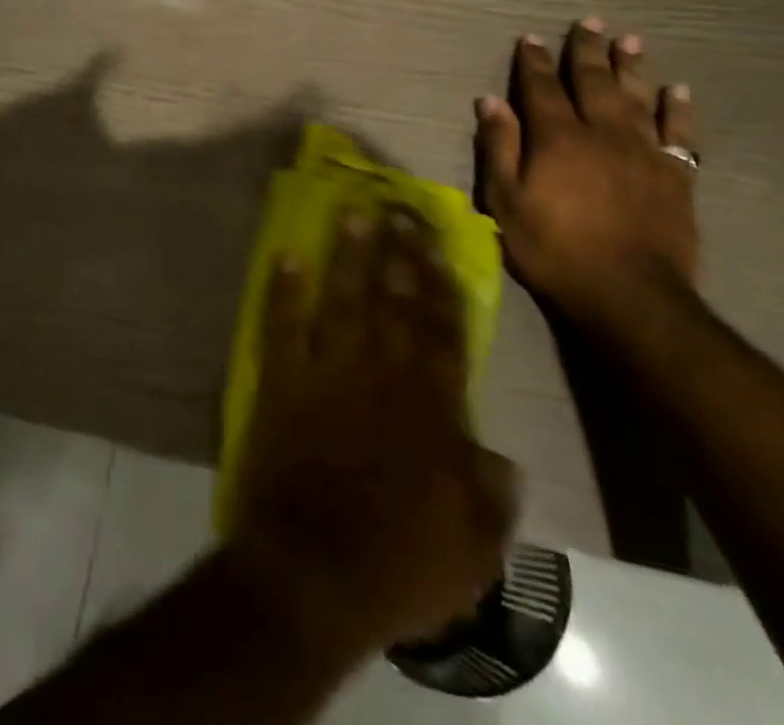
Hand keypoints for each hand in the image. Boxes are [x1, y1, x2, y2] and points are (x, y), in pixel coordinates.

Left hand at [227, 207, 518, 655]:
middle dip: (397, 252)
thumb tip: (502, 456)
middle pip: (393, 301)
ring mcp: (327, 373)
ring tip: (352, 213)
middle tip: (396, 207)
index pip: (441, 331)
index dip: (439, 282)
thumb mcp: (474, 548)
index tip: (436, 241)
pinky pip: (282, 326)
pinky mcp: (281, 382)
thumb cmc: (399, 565)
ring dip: (347, 256)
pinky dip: (283, 290)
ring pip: (342, 300)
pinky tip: (286, 256)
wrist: (311, 575)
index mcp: (430, 408)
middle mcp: (381, 375)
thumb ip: (491, 495)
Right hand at [474, 19, 699, 328]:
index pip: (541, 88)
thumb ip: (499, 147)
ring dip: (632, 67)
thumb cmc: (554, 248)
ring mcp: (644, 152)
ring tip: (630, 41)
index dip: (534, 62)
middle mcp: (602, 132)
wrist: (628, 294)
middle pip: (593, 81)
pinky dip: (678, 110)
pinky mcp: (676, 176)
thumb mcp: (505, 201)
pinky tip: (678, 91)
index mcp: (557, 137)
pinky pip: (680, 133)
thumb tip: (491, 101)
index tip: (530, 39)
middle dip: (587, 51)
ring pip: (637, 97)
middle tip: (589, 22)